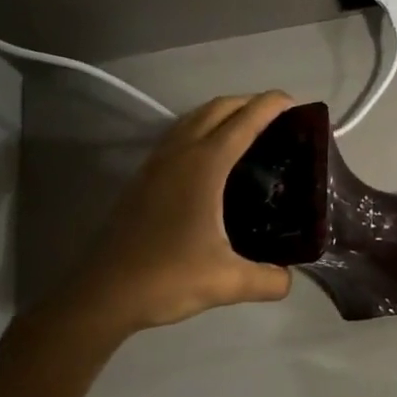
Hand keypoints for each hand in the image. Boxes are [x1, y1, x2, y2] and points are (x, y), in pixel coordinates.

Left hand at [46, 93, 294, 339]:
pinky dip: (201, 129)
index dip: (270, 106)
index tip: (294, 101)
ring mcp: (156, 164)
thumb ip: (268, 281)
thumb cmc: (167, 278)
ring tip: (247, 128)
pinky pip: (178, 136)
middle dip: (248, 102)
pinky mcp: (142, 178)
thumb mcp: (228, 282)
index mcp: (204, 167)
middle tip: (278, 115)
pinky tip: (211, 156)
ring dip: (222, 113)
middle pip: (216, 109)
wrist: (102, 294)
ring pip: (193, 119)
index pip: (243, 122)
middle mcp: (179, 155)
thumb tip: (289, 279)